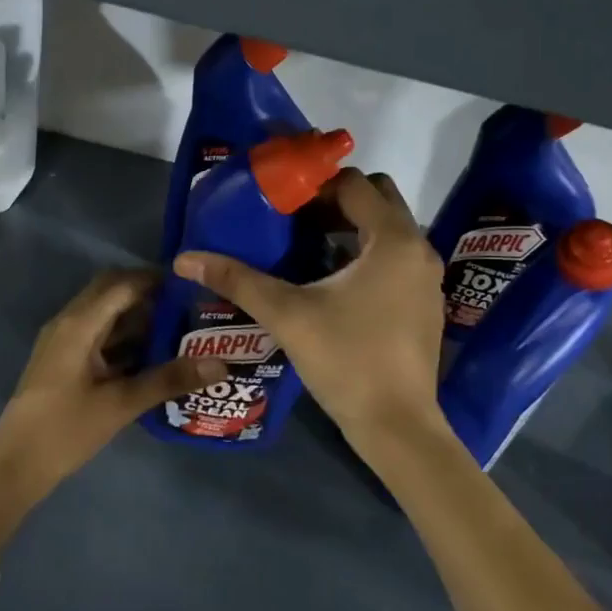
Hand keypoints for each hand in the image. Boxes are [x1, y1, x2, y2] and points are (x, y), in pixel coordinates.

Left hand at [0, 270, 224, 551]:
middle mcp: (68, 322)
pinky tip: (149, 356)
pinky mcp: (62, 360)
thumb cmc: (66, 429)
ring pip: (103, 313)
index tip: (191, 285)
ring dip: (135, 316)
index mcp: (79, 323)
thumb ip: (169, 379)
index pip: (122, 284)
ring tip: (176, 328)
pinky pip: (97, 333)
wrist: (15, 465)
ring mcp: (62, 341)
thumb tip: (220, 364)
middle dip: (147, 294)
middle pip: (111, 291)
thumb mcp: (122, 404)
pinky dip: (122, 336)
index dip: (156, 279)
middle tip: (185, 306)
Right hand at [174, 170, 450, 458]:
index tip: (280, 202)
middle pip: (378, 199)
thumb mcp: (287, 315)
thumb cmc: (345, 360)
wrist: (397, 426)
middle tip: (295, 219)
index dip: (315, 184)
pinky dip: (368, 253)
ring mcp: (426, 277)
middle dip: (337, 200)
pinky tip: (332, 282)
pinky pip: (396, 257)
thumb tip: (185, 258)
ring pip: (389, 229)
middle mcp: (418, 248)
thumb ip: (237, 280)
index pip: (355, 184)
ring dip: (351, 227)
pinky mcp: (426, 302)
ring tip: (306, 246)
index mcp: (393, 239)